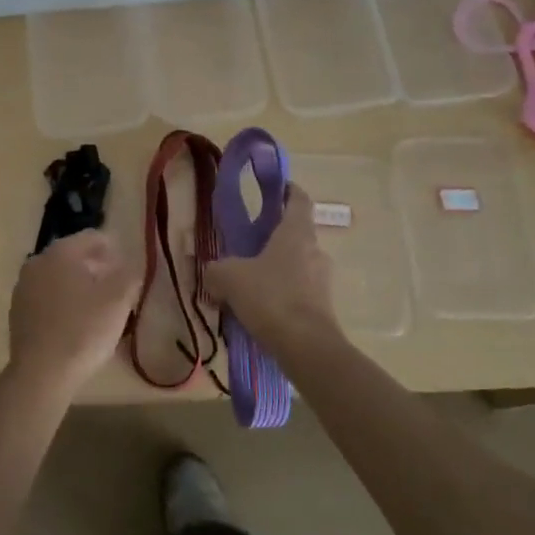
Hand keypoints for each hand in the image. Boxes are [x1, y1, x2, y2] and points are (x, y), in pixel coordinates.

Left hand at [6, 230, 140, 398]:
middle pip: (73, 255)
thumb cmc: (83, 330)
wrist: (41, 373)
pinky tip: (75, 322)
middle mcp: (37, 262)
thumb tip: (131, 265)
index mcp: (61, 252)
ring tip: (98, 306)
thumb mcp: (118, 300)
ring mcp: (23, 287)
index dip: (114, 248)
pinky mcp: (17, 311)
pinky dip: (62, 302)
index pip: (91, 237)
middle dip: (96, 266)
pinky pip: (46, 297)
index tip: (127, 266)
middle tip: (116, 286)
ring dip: (78, 284)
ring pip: (58, 277)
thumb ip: (129, 275)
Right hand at [208, 183, 340, 356]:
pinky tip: (261, 309)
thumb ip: (216, 270)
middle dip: (275, 237)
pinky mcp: (323, 308)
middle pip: (297, 234)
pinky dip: (282, 294)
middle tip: (249, 244)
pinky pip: (299, 292)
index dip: (288, 190)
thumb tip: (211, 272)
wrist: (306, 347)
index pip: (298, 199)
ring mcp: (323, 281)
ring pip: (297, 265)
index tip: (276, 187)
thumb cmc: (270, 297)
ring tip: (251, 282)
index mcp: (296, 233)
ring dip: (278, 269)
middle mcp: (315, 251)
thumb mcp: (229, 277)